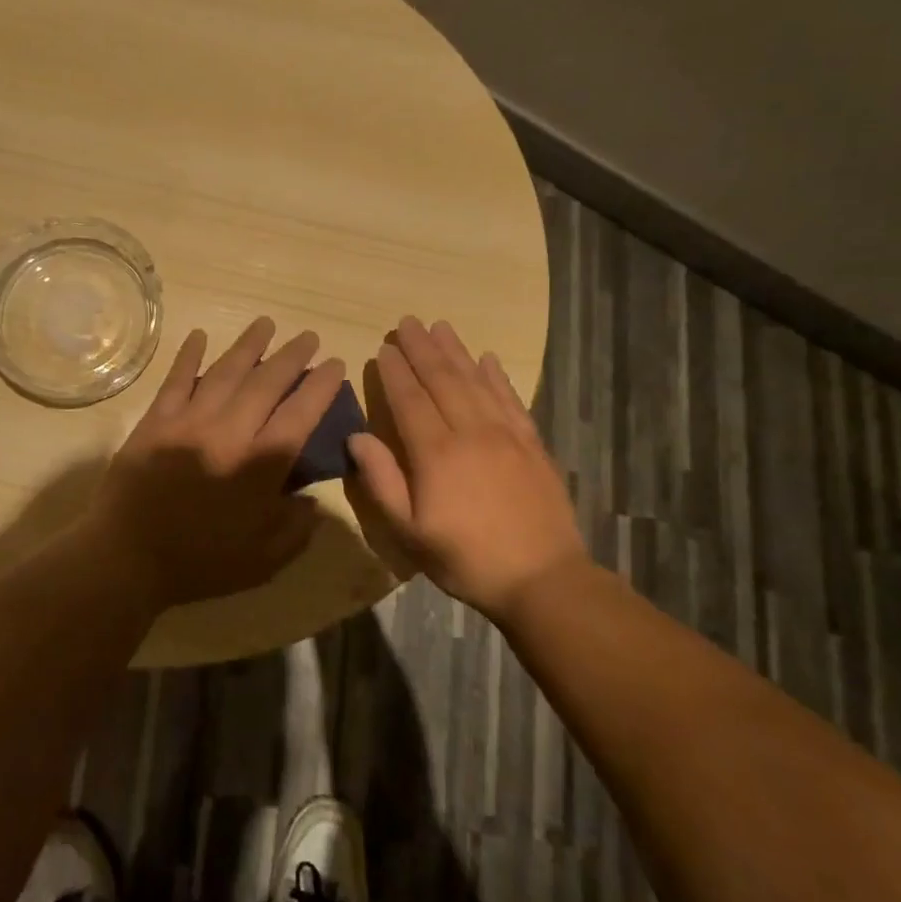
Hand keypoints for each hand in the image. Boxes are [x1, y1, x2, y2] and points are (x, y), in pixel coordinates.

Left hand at [81, 317, 345, 612]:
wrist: (127, 557)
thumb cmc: (199, 563)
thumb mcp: (264, 561)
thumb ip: (296, 528)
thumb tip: (312, 499)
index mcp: (259, 466)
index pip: (299, 414)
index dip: (320, 386)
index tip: (334, 364)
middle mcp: (228, 433)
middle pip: (265, 384)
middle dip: (291, 357)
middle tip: (307, 336)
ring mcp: (188, 422)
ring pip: (224, 373)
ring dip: (248, 346)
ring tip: (266, 324)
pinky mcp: (155, 422)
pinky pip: (175, 380)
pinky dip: (188, 356)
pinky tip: (199, 336)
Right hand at [346, 316, 585, 617]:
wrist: (543, 579)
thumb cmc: (465, 558)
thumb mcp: (409, 530)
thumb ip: (382, 480)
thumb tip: (357, 437)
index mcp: (436, 453)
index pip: (410, 399)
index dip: (395, 372)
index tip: (383, 347)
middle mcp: (471, 432)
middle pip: (443, 380)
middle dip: (422, 349)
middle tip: (408, 322)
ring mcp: (506, 435)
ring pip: (476, 381)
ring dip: (456, 351)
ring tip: (441, 326)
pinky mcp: (532, 444)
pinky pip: (511, 399)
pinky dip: (497, 376)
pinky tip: (488, 359)